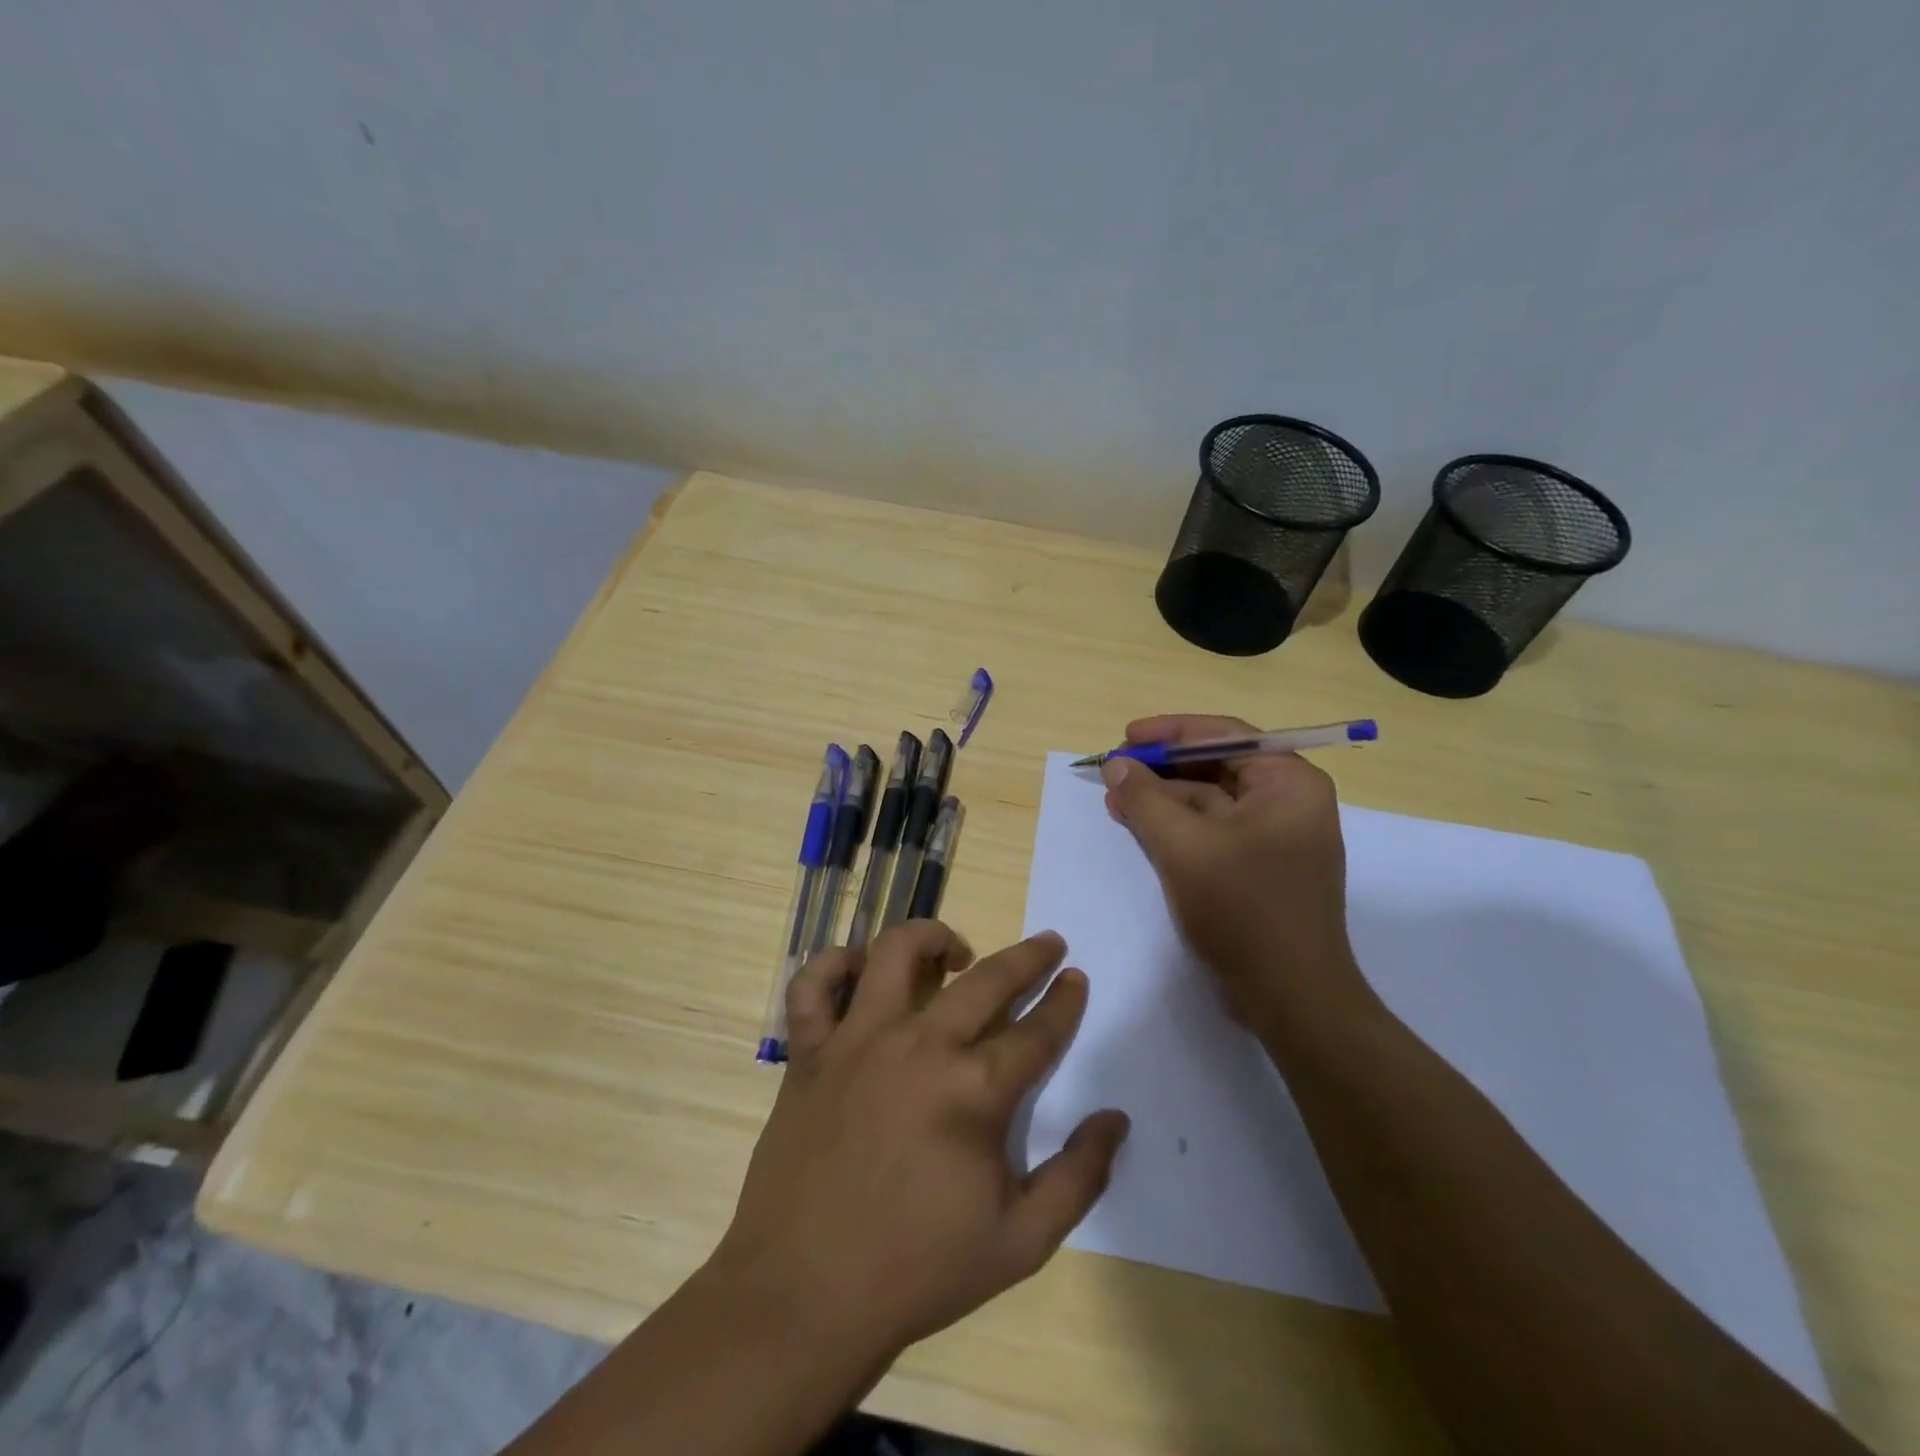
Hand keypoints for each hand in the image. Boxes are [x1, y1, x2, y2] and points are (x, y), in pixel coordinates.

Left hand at [708, 922, 1129, 1364]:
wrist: (805, 1296)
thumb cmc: (917, 1271)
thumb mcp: (1021, 1243)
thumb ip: (1078, 1177)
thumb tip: (1116, 1119)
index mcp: (974, 1091)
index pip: (1037, 1031)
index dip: (1065, 1001)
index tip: (1076, 979)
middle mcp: (919, 1046)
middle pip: (986, 979)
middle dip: (1028, 956)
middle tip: (1048, 943)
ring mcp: (858, 1040)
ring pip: (895, 952)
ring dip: (932, 937)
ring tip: (953, 951)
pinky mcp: (810, 1051)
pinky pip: (813, 985)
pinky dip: (833, 964)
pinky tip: (861, 972)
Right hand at [1099, 713, 1373, 1036]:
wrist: (1290, 997)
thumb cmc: (1244, 910)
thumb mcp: (1184, 847)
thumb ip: (1145, 799)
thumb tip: (1116, 765)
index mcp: (1289, 783)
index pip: (1226, 736)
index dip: (1171, 732)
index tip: (1126, 737)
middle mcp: (1288, 802)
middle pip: (1217, 766)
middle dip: (1162, 768)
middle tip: (1115, 769)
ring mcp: (1274, 838)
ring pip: (1210, 801)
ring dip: (1163, 798)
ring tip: (1115, 798)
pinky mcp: (1258, 868)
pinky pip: (1211, 831)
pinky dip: (1175, 826)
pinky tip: (1138, 825)